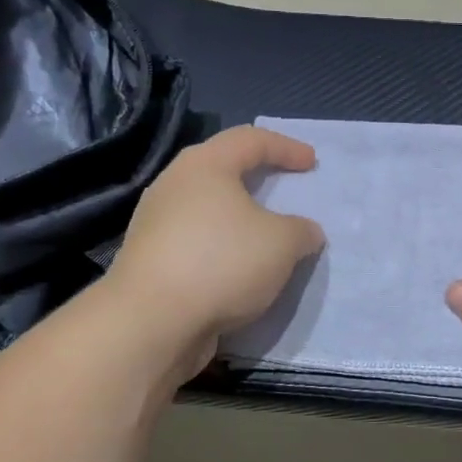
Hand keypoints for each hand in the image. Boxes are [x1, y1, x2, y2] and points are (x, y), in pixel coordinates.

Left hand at [107, 125, 324, 378]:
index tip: (311, 163)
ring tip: (264, 235)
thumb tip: (305, 232)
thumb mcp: (283, 243)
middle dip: (256, 177)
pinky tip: (239, 269)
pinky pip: (196, 241)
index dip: (286, 147)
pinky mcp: (149, 259)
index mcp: (205, 165)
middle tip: (282, 187)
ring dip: (238, 218)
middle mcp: (174, 185)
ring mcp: (155, 223)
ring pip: (206, 208)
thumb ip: (301, 231)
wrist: (151, 322)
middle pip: (221, 169)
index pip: (250, 139)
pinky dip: (222, 248)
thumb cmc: (222, 262)